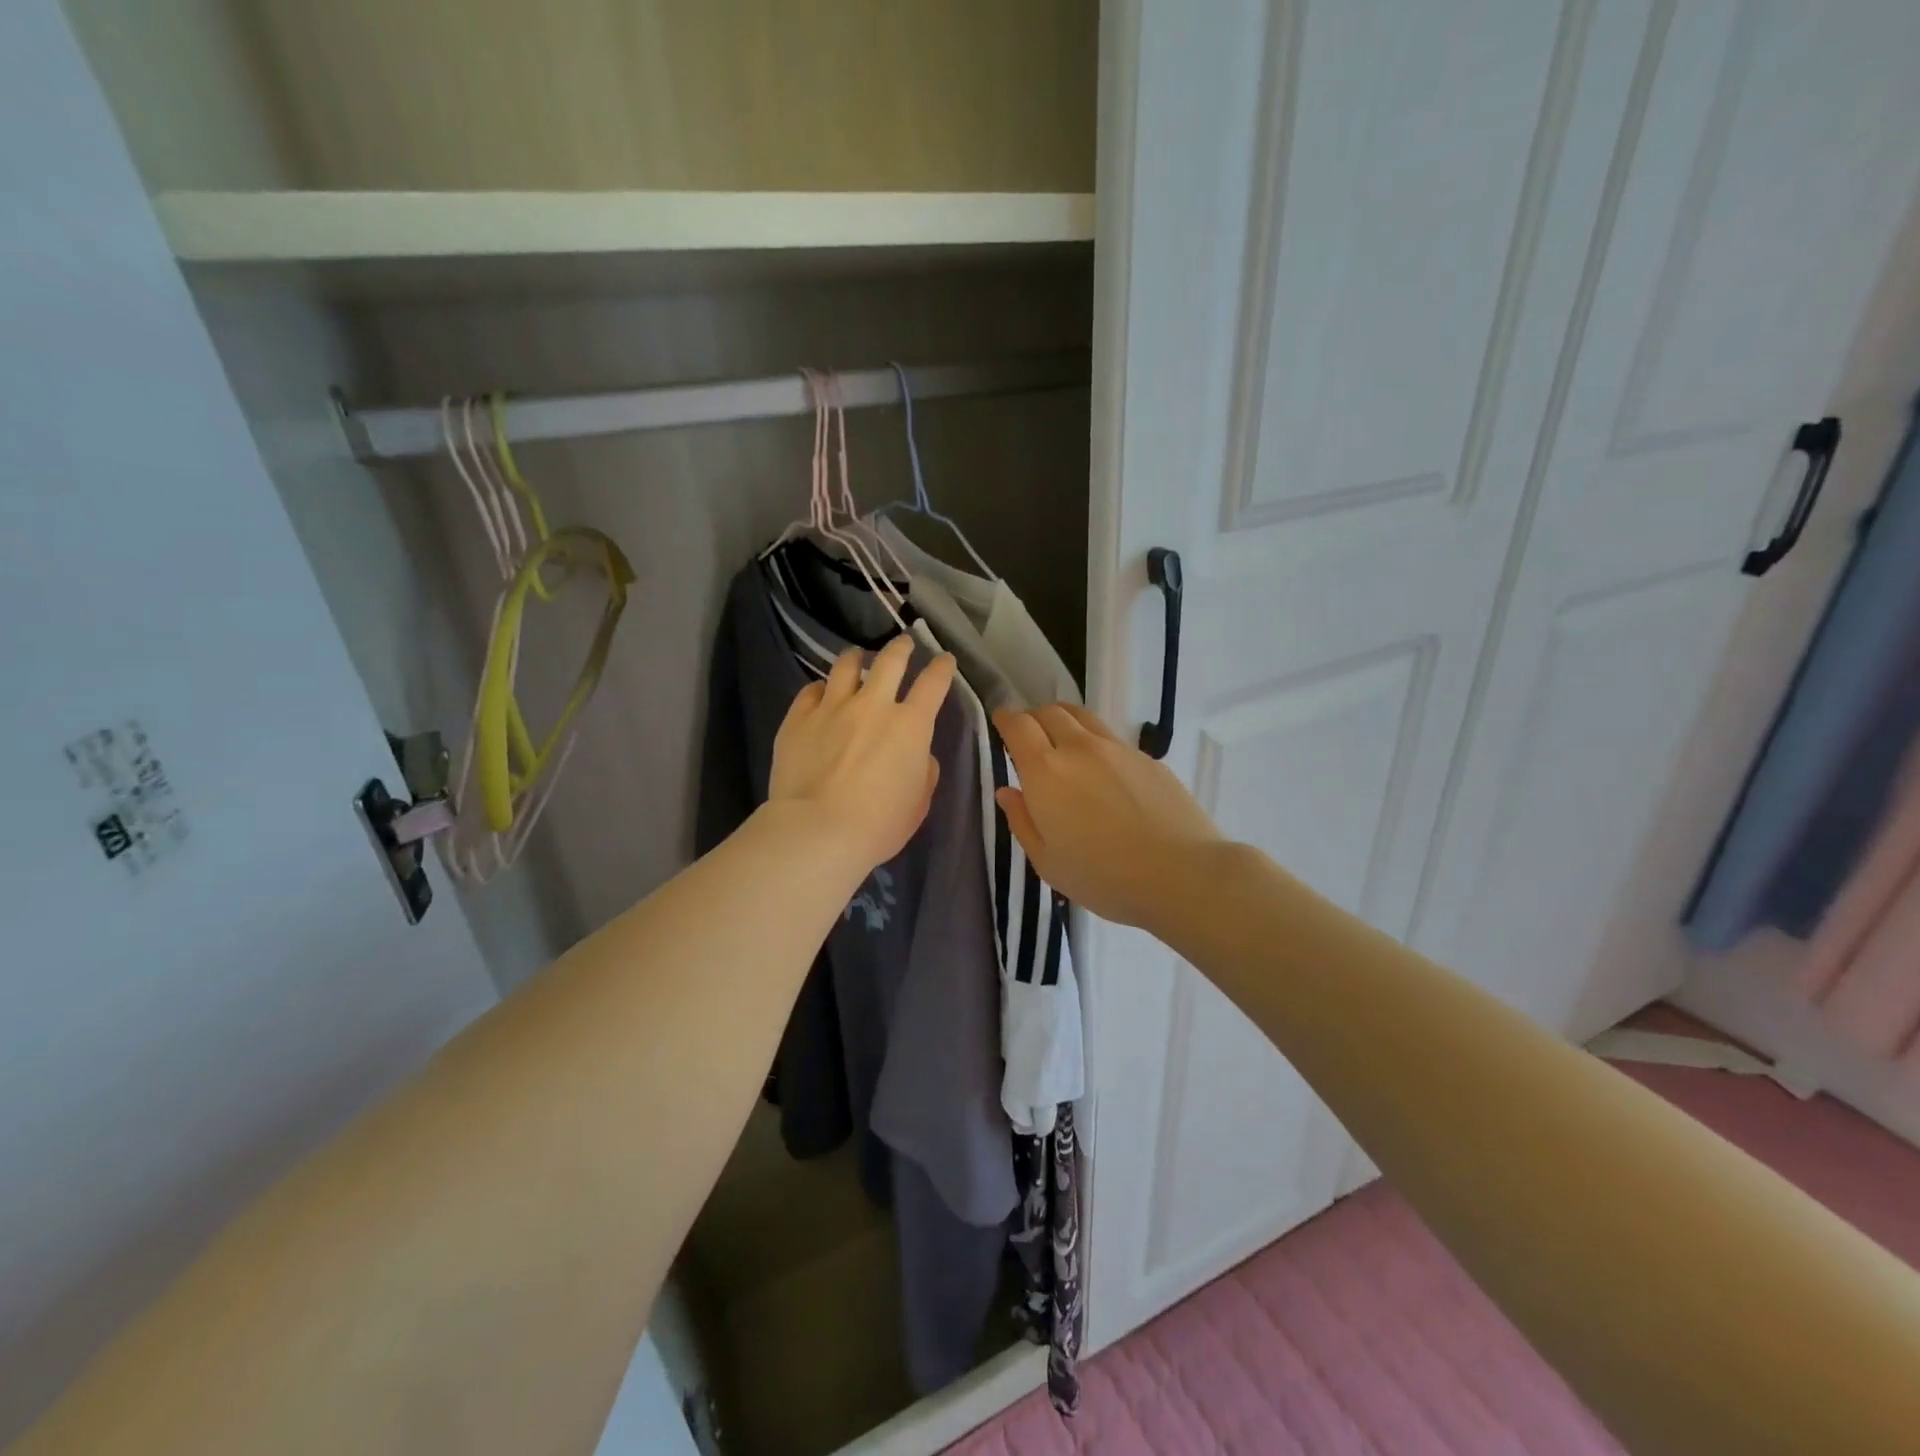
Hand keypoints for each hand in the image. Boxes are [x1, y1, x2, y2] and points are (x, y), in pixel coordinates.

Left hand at [770, 635, 955, 872]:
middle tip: (903, 644)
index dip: (942, 668)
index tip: (944, 660)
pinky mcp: (798, 719)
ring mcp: (832, 708)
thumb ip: (924, 771)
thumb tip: (918, 754)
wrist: (817, 831)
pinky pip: (810, 691)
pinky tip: (821, 691)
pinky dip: (821, 688)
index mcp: (911, 726)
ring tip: (856, 657)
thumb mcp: (918, 803)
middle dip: (901, 648)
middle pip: (890, 660)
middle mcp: (873, 706)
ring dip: (856, 658)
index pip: (933, 684)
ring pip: (846, 666)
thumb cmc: (879, 825)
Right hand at [993, 703, 1223, 930]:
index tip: (1001, 723)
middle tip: (1029, 737)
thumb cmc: (1103, 877)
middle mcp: (1079, 748)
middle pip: (1050, 712)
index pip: (1018, 725)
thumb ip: (1022, 821)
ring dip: (1064, 721)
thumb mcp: (1047, 862)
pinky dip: (1094, 742)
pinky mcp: (1147, 758)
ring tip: (1062, 742)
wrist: (1181, 874)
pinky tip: (1102, 770)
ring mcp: (1117, 749)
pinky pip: (1111, 738)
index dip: (1005, 719)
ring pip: (1082, 717)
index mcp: (1046, 771)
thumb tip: (1007, 791)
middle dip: (1033, 718)